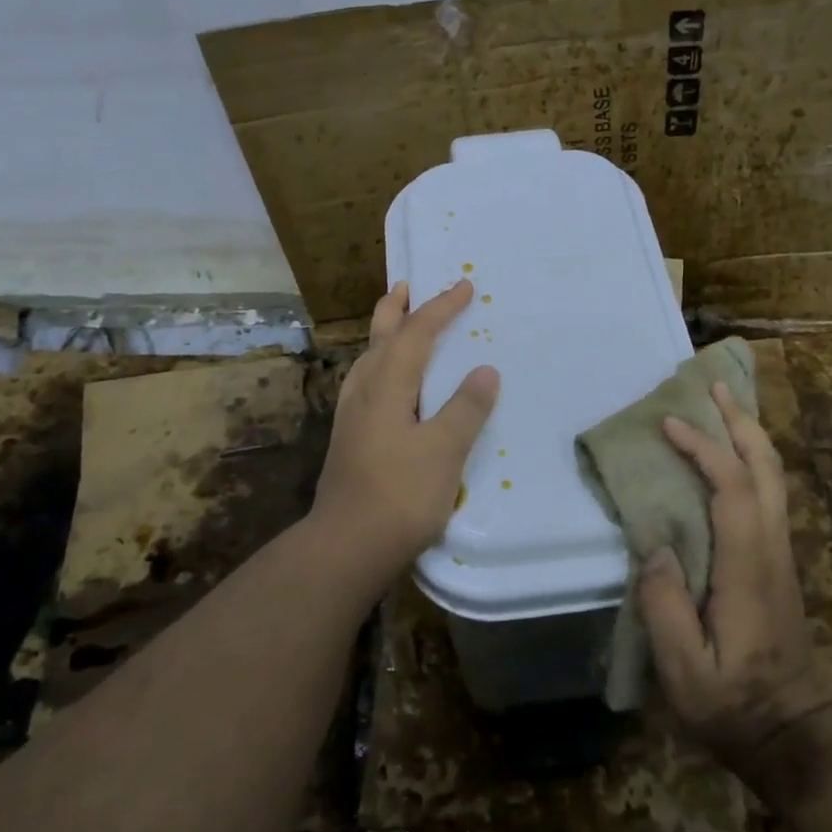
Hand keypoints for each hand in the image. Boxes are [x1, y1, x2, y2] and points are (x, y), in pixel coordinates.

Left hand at [310, 280, 499, 578]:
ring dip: (383, 336)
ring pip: (367, 361)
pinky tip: (383, 387)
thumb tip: (484, 370)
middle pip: (379, 339)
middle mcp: (364, 393)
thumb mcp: (444, 450)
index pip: (416, 334)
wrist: (347, 546)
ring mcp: (351, 418)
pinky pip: (365, 385)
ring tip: (395, 326)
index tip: (464, 286)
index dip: (440, 308)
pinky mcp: (349, 441)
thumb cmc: (400, 495)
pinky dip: (379, 367)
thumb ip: (465, 408)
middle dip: (396, 310)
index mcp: (387, 387)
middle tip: (406, 286)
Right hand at [638, 382, 831, 804]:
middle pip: (767, 468)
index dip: (703, 449)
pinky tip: (729, 457)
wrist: (795, 733)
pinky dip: (750, 460)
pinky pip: (768, 493)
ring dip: (749, 436)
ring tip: (720, 406)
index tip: (667, 425)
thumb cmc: (734, 705)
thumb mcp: (685, 670)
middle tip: (711, 387)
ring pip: (774, 477)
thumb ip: (665, 605)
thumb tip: (655, 544)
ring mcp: (781, 553)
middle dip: (740, 422)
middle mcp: (772, 548)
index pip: (733, 488)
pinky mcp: (778, 562)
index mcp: (748, 567)